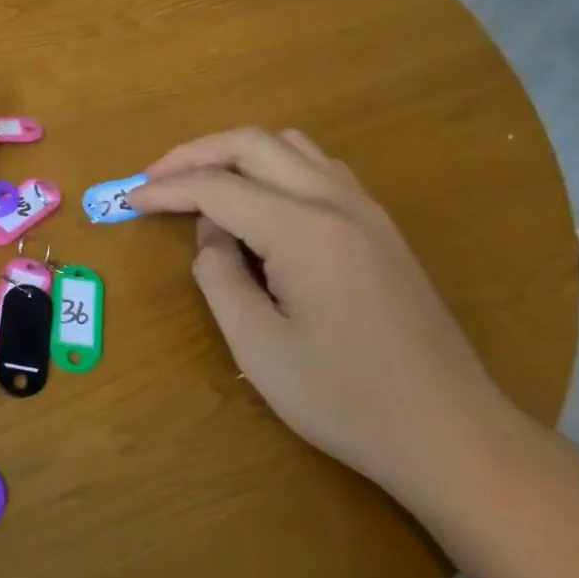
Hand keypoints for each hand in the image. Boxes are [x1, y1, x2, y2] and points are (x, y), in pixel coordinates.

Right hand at [127, 128, 523, 503]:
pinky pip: (318, 169)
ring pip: (290, 146)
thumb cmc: (346, 399)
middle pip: (253, 144)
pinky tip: (260, 204)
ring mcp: (366, 210)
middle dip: (195, 154)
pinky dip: (275, 168)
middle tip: (155, 180)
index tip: (128, 201)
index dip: (165, 190)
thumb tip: (212, 236)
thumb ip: (220, 278)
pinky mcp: (380, 227)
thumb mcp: (259, 348)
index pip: (218, 187)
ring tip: (202, 186)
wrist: (451, 433)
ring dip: (237, 155)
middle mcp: (337, 202)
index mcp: (304, 231)